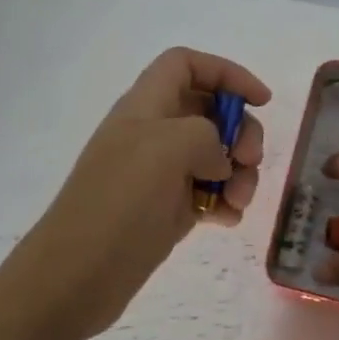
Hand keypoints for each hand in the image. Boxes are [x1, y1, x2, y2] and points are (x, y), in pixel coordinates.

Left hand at [11, 47, 268, 339]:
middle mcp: (154, 133)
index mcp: (146, 105)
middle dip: (241, 132)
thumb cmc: (120, 201)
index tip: (260, 101)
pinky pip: (209, 193)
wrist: (78, 275)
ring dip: (239, 173)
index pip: (187, 65)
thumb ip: (207, 135)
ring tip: (238, 201)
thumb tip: (217, 162)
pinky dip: (225, 202)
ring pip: (216, 156)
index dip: (227, 73)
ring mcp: (161, 174)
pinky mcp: (168, 210)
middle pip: (211, 111)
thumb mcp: (169, 147)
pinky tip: (227, 220)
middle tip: (249, 160)